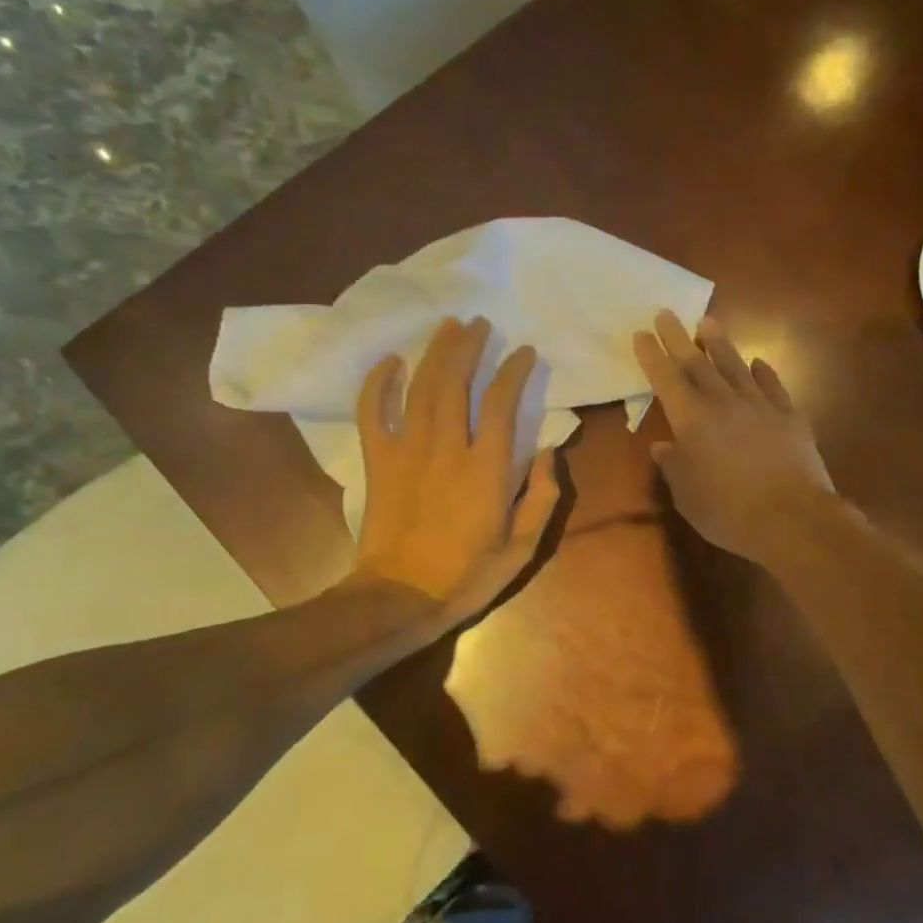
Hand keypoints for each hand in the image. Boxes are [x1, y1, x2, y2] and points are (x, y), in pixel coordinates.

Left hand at [352, 316, 562, 626]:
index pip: (502, 403)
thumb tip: (550, 452)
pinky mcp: (378, 461)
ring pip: (420, 388)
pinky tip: (390, 361)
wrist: (400, 598)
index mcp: (486, 469)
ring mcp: (407, 451)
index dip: (514, 371)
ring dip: (435, 352)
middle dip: (469, 346)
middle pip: (455, 382)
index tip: (524, 352)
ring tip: (448, 326)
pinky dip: (378, 383)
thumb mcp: (523, 547)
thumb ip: (543, 497)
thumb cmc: (467, 575)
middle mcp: (447, 448)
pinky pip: (372, 412)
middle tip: (480, 324)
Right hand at [632, 310, 836, 565]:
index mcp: (691, 421)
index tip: (641, 333)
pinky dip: (762, 372)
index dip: (652, 355)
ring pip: (735, 366)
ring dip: (720, 344)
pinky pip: (772, 385)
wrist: (793, 519)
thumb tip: (662, 446)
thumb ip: (673, 467)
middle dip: (678, 337)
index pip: (665, 380)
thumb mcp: (687, 496)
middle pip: (697, 363)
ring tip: (709, 323)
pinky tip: (758, 363)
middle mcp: (723, 403)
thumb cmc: (729, 513)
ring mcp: (759, 405)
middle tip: (667, 313)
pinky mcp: (789, 416)